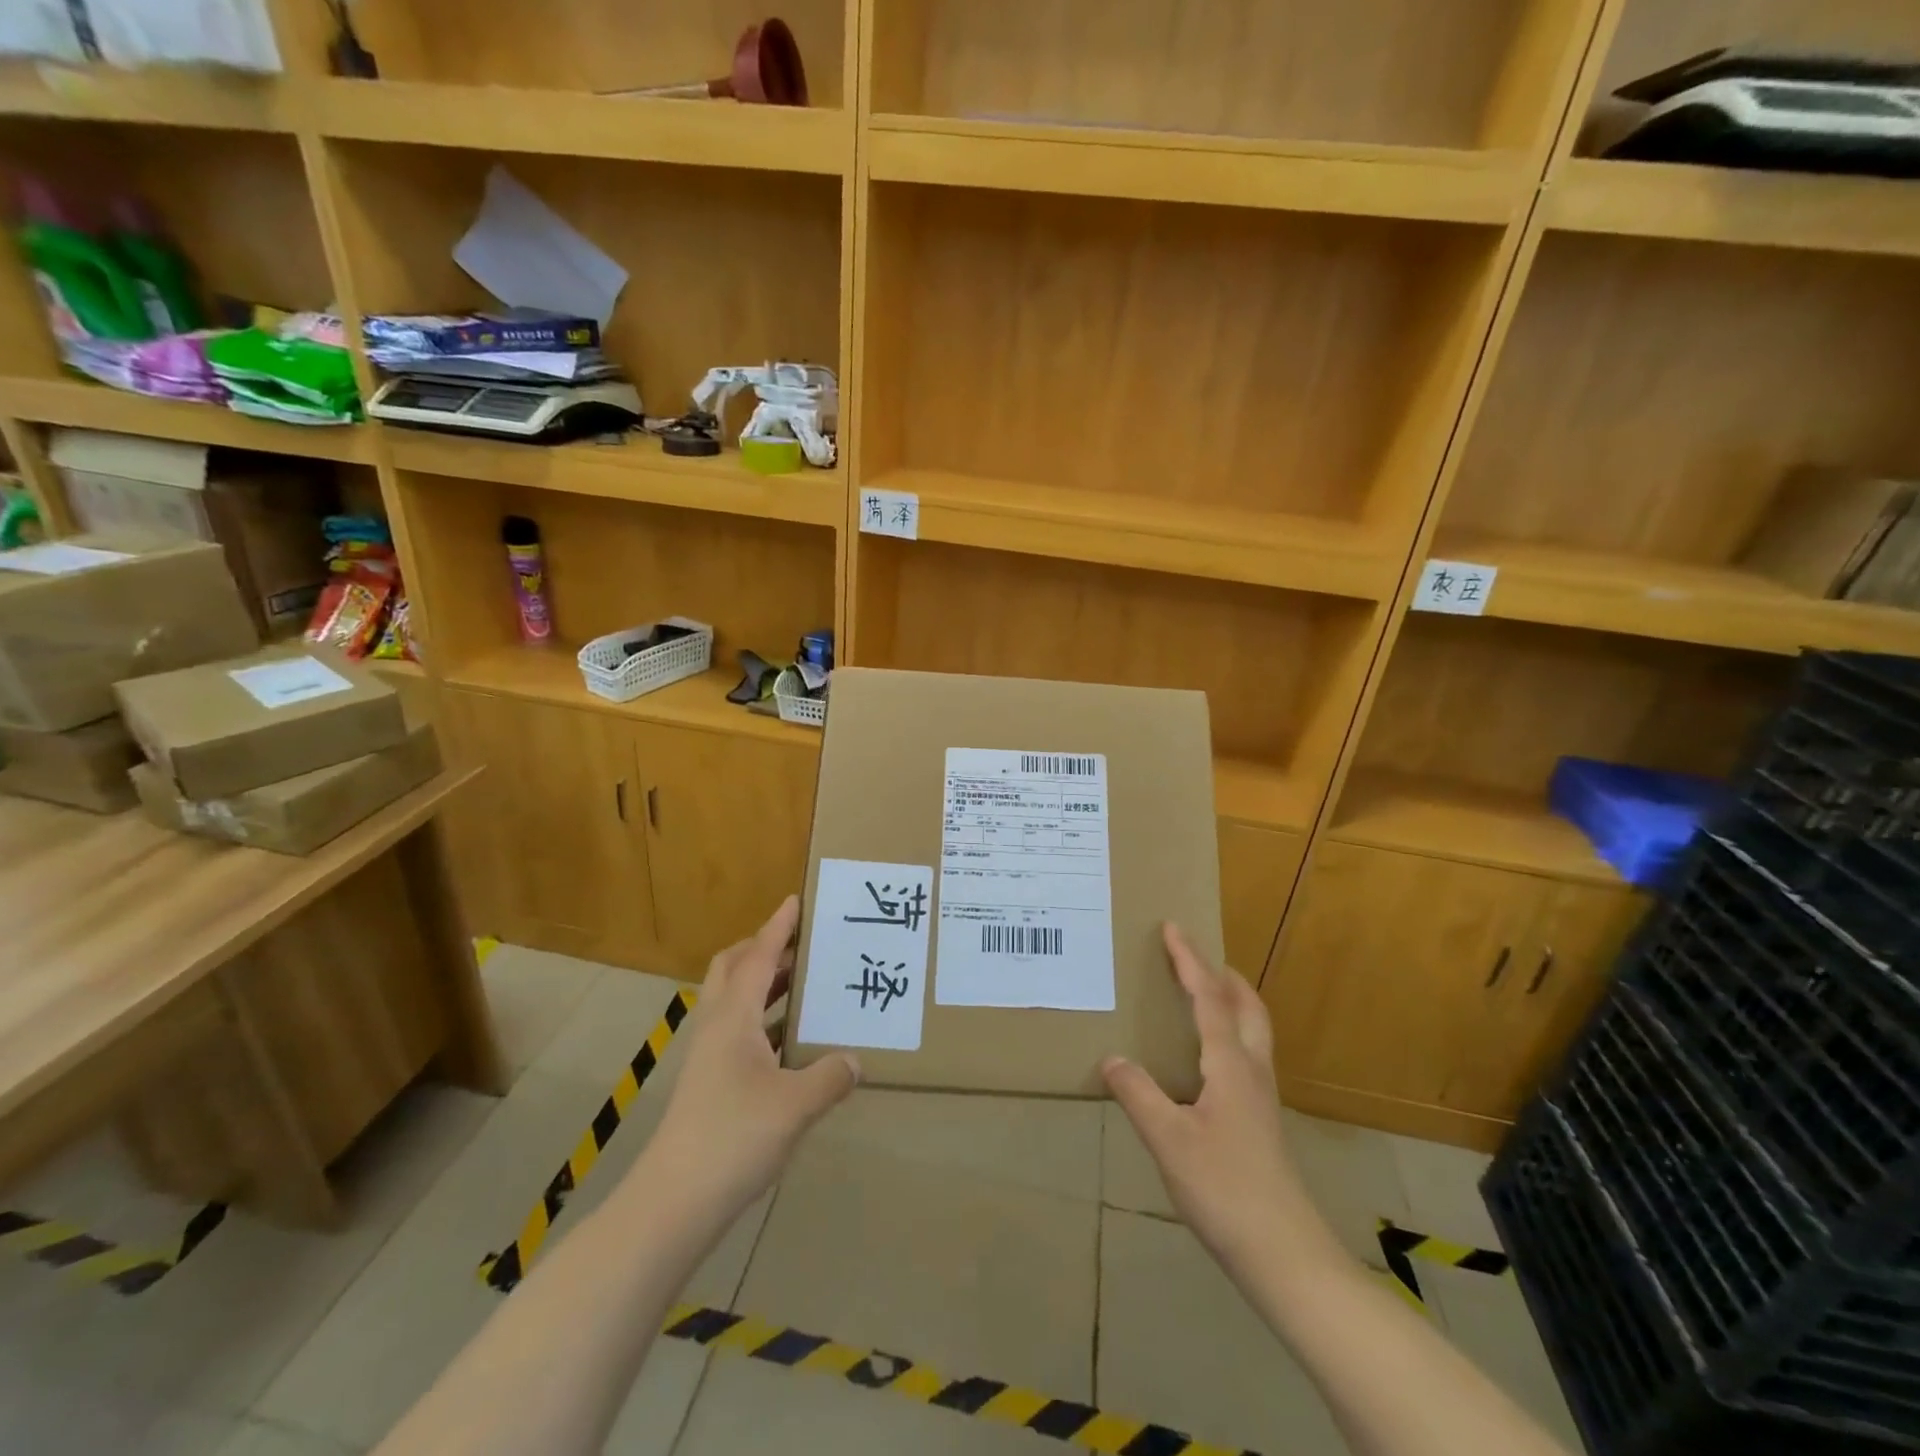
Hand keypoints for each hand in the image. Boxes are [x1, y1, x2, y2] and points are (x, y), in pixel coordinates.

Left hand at [646, 896, 859, 1219]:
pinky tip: (791, 1042)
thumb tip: (855, 1059)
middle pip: (733, 970)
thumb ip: (829, 1077)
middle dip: (764, 949)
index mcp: (733, 1018)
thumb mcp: (795, 1105)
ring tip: (804, 984)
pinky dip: (763, 1020)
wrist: (672, 1203)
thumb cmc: (733, 1139)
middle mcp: (716, 1027)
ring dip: (764, 984)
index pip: (757, 957)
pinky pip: (738, 1031)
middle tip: (801, 945)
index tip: (795, 900)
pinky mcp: (709, 1083)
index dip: (777, 927)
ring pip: (734, 1001)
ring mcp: (708, 1057)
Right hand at [1103, 924, 1324, 1277]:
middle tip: (1196, 957)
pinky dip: (1229, 1033)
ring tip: (1203, 995)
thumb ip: (1138, 1094)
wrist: (1284, 1254)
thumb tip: (1112, 1058)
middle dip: (1223, 975)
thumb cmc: (1224, 1188)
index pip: (1209, 998)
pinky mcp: (1262, 1121)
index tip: (1173, 927)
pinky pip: (1247, 1056)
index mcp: (1230, 1065)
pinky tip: (1206, 1059)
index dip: (1189, 961)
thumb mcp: (1168, 1140)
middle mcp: (1252, 1071)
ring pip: (1253, 1031)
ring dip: (1231, 1002)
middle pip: (1247, 1007)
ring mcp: (1262, 1097)